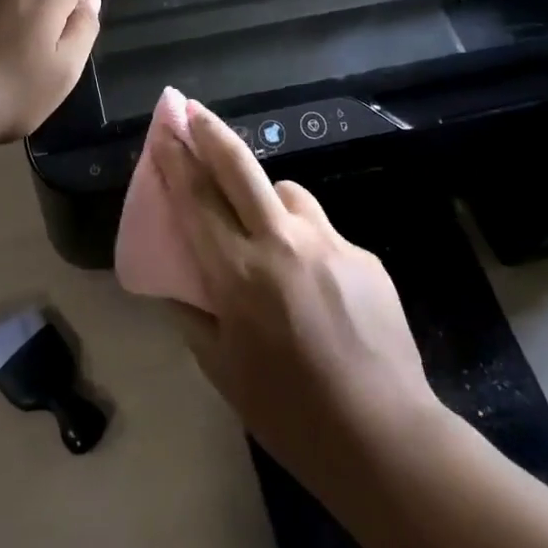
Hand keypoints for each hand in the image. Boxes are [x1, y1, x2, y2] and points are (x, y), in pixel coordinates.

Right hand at [162, 100, 434, 486]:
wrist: (385, 436)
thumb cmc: (289, 413)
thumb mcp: (222, 370)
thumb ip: (193, 316)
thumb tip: (178, 283)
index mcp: (239, 273)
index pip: (196, 199)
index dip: (175, 160)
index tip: (163, 130)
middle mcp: (282, 242)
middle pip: (239, 167)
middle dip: (211, 133)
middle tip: (192, 111)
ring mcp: (329, 243)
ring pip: (287, 192)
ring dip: (264, 196)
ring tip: (263, 228)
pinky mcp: (364, 255)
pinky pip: (322, 231)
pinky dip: (305, 239)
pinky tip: (313, 283)